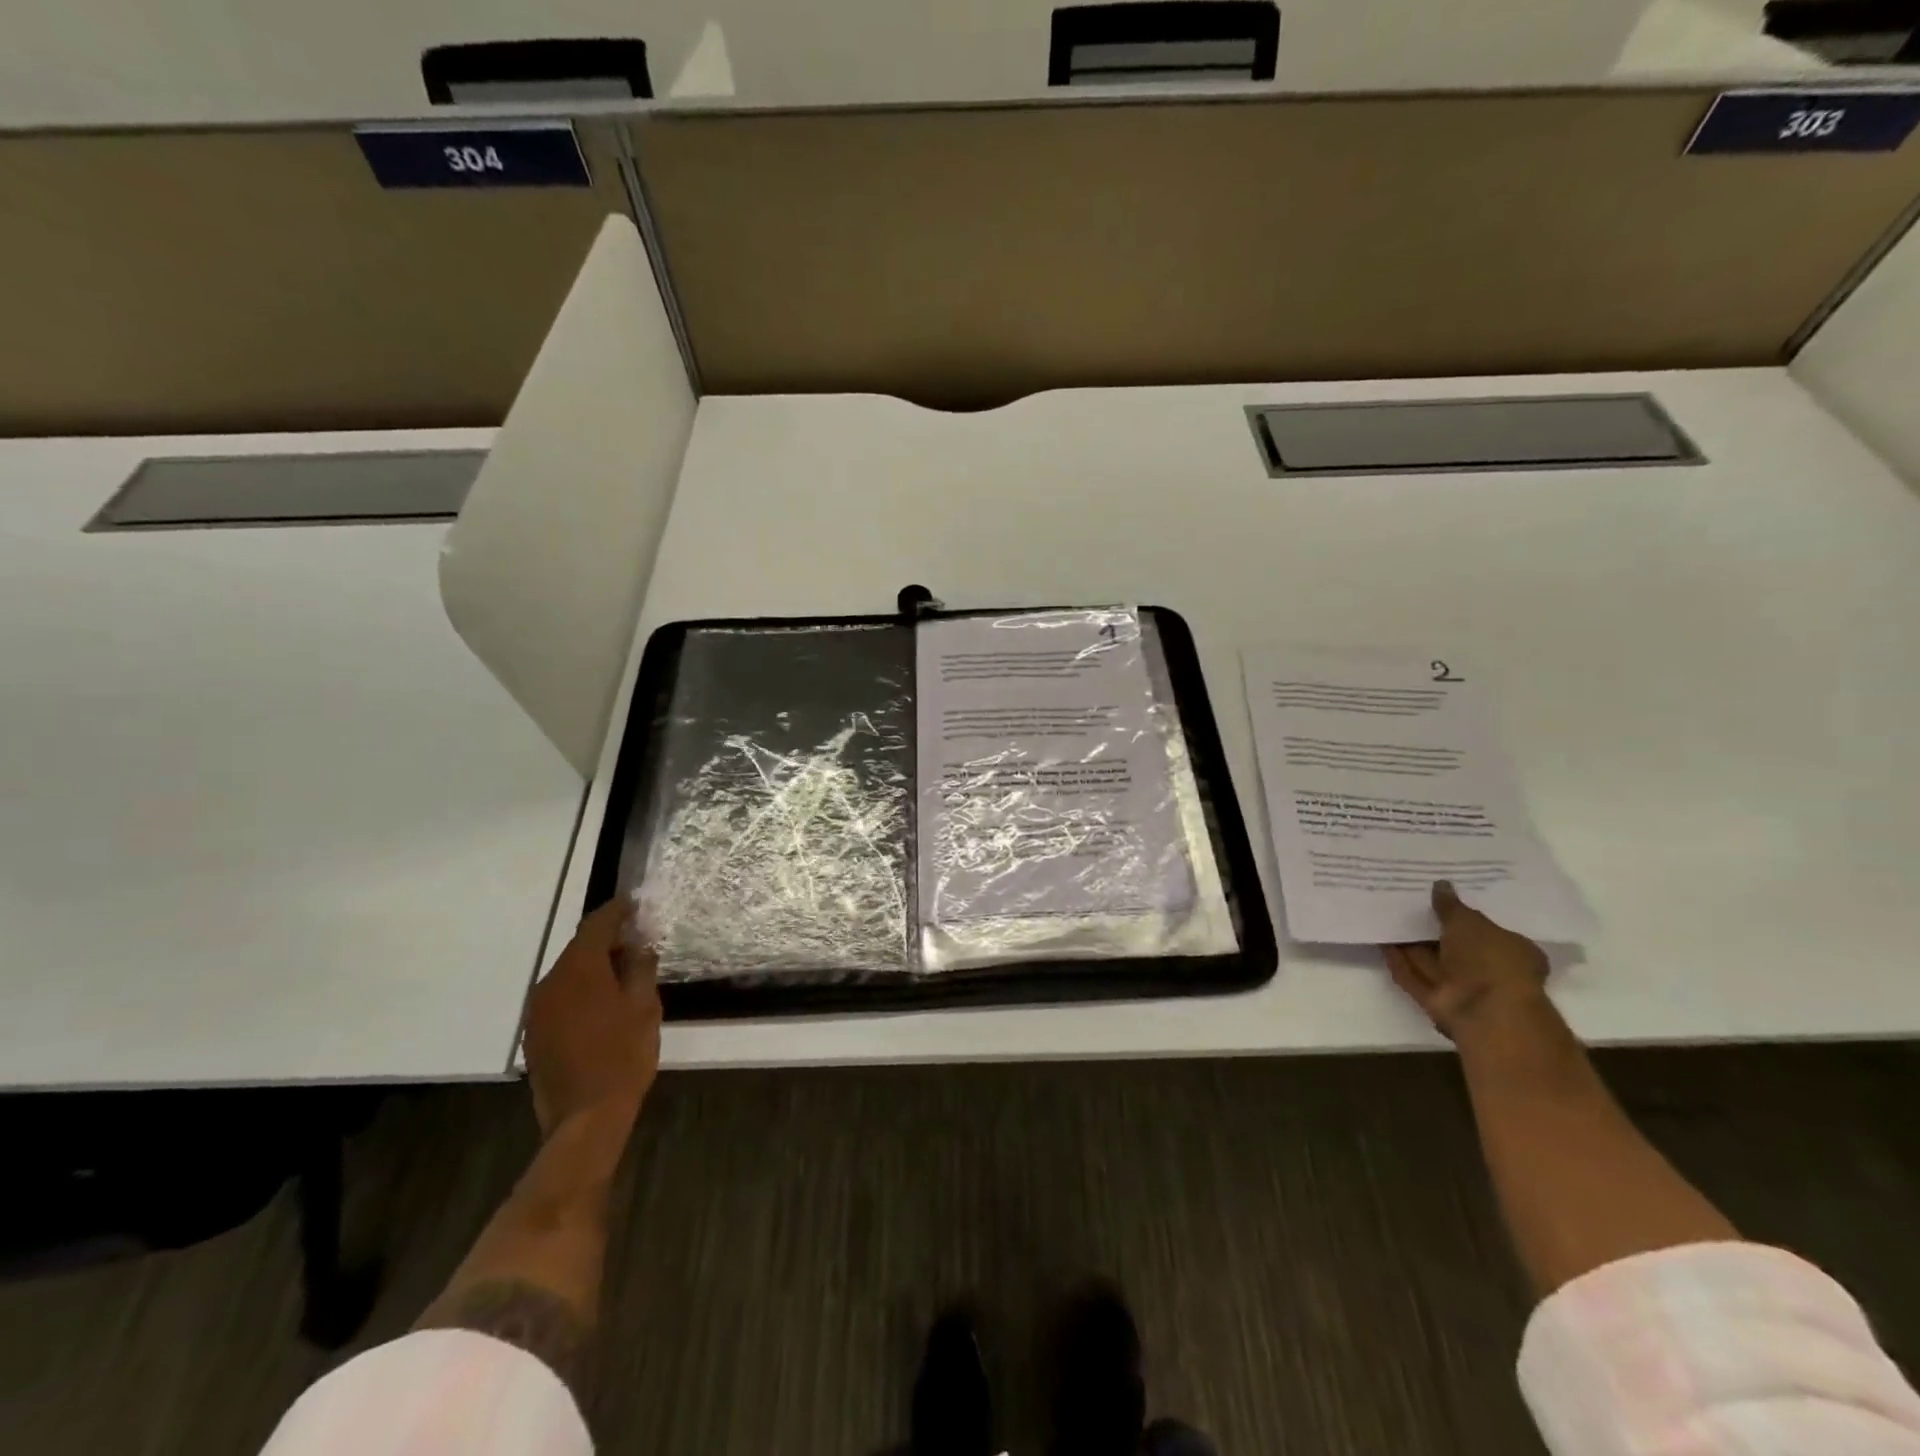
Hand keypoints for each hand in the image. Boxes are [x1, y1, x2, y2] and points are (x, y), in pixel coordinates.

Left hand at [524, 899, 661, 1138]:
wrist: (585, 1117)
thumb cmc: (623, 1056)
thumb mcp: (645, 1007)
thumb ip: (641, 969)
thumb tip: (640, 947)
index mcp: (580, 970)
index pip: (596, 925)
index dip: (616, 911)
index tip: (634, 903)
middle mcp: (551, 983)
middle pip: (579, 948)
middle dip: (607, 941)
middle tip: (636, 941)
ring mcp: (538, 1010)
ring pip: (569, 974)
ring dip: (594, 967)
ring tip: (623, 973)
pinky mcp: (535, 1034)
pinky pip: (561, 997)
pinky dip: (582, 991)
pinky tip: (602, 1004)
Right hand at [1382, 881, 1549, 1040]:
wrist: (1484, 1011)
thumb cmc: (1490, 959)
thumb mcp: (1470, 922)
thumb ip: (1451, 905)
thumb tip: (1440, 885)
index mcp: (1510, 951)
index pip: (1486, 929)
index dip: (1463, 913)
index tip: (1440, 898)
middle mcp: (1487, 970)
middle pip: (1453, 946)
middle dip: (1431, 927)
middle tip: (1407, 902)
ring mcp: (1461, 987)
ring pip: (1430, 961)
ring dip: (1410, 943)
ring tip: (1388, 916)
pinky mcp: (1436, 1001)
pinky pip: (1413, 976)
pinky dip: (1398, 961)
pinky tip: (1381, 941)